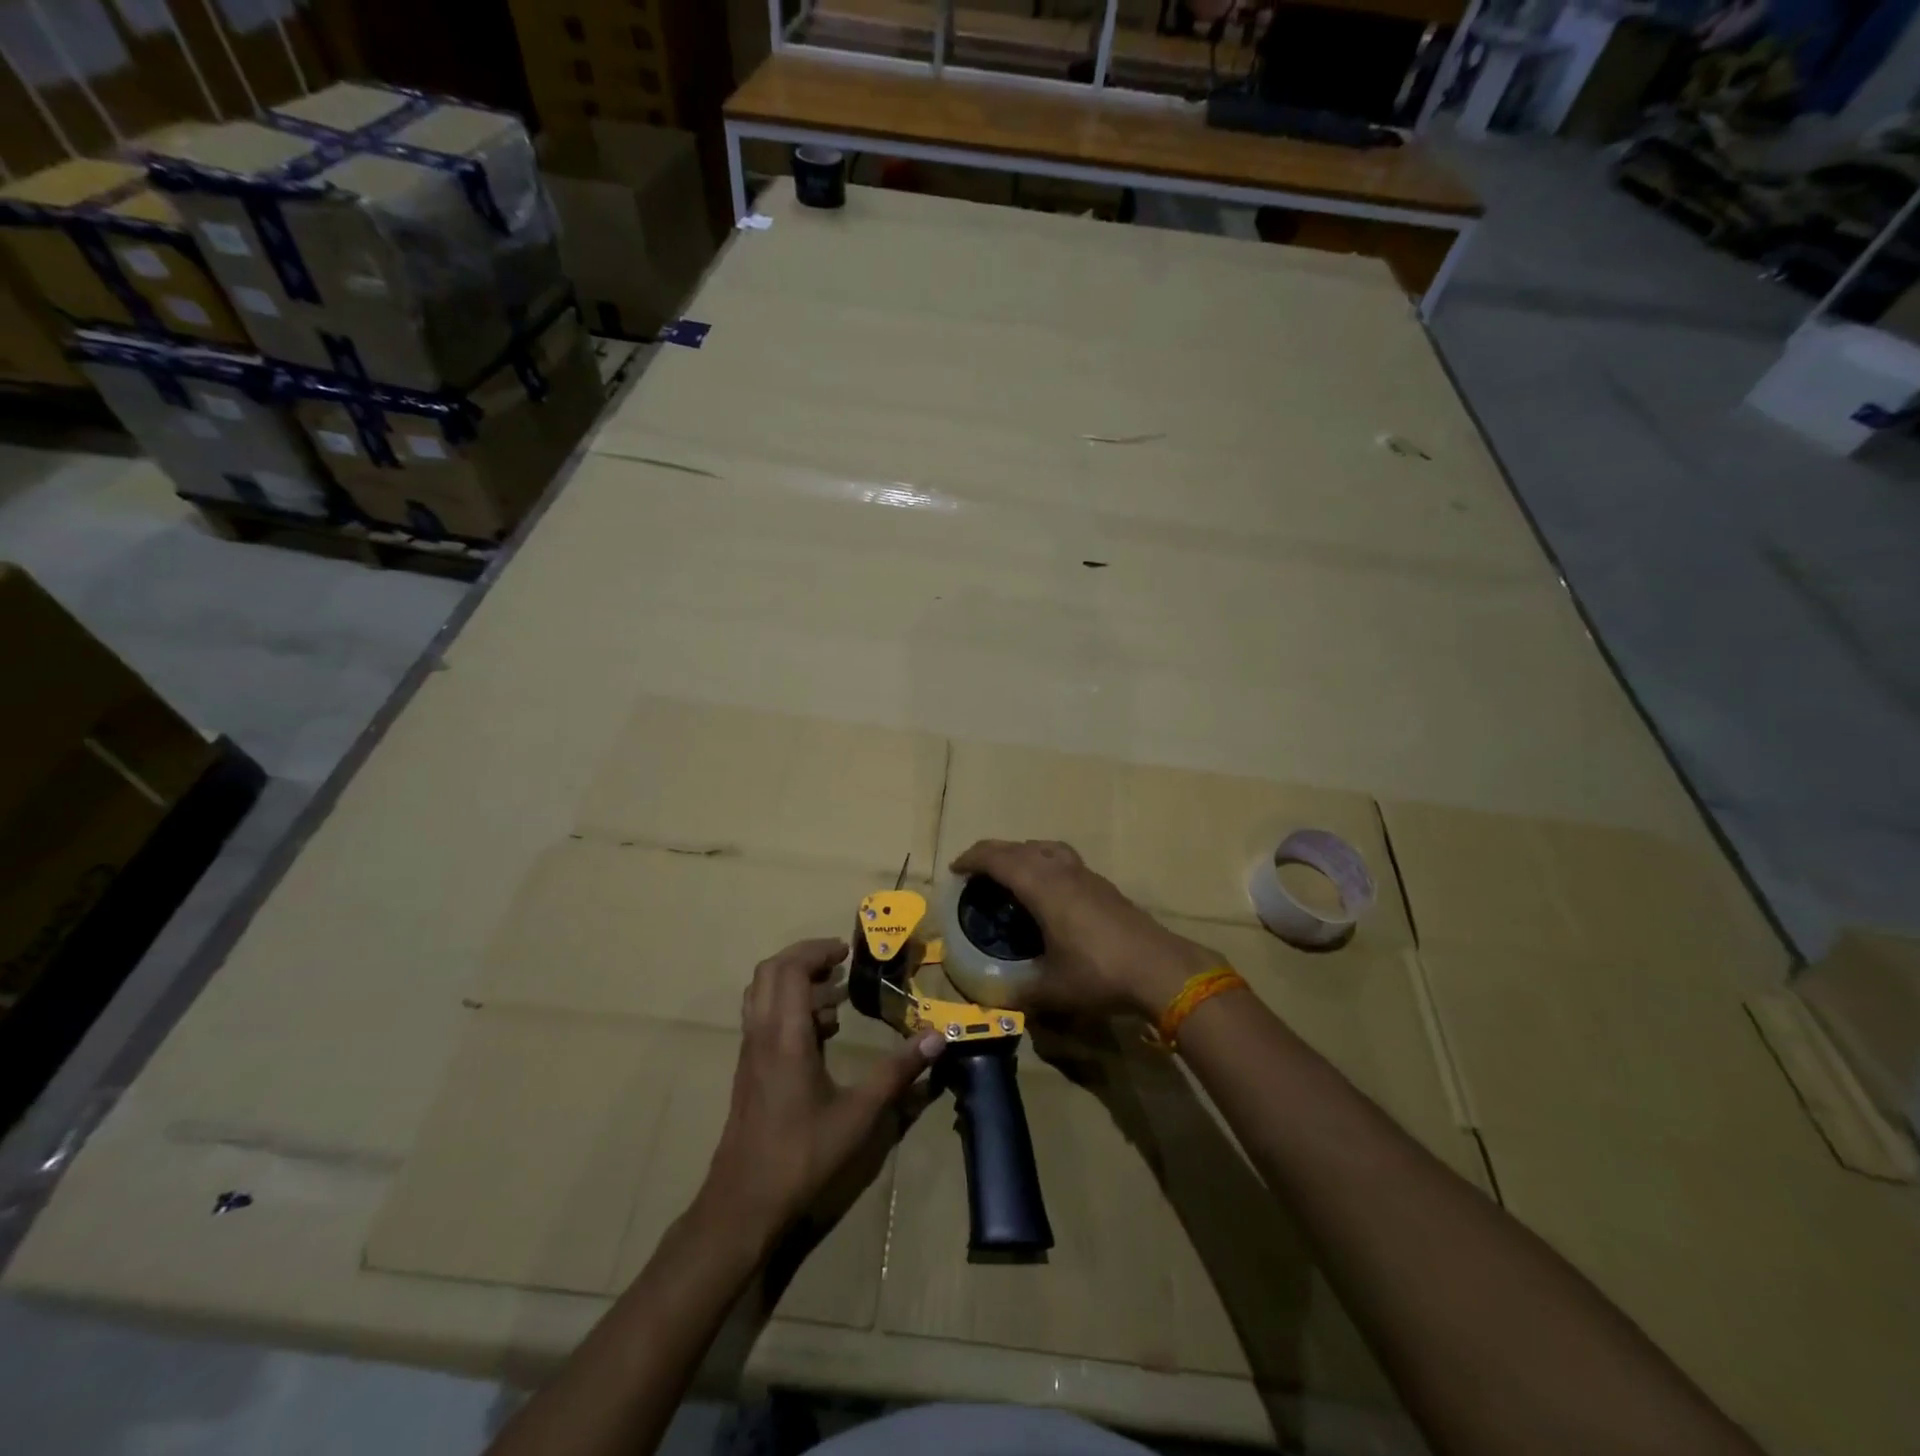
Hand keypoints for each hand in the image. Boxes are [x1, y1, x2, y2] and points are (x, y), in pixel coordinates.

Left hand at [700, 938, 944, 1250]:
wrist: (743, 1203)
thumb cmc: (801, 1155)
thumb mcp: (858, 1114)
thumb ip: (897, 1072)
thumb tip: (937, 1038)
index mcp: (784, 1036)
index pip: (789, 969)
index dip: (816, 950)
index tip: (846, 950)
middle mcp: (761, 1035)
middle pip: (770, 973)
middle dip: (804, 958)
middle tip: (839, 964)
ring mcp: (750, 1052)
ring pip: (762, 994)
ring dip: (794, 982)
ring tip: (835, 997)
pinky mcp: (749, 1069)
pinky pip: (763, 1017)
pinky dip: (788, 1007)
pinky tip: (820, 1034)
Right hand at [949, 840, 1216, 1018]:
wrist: (1160, 969)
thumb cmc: (1099, 974)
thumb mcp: (1052, 990)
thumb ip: (1020, 992)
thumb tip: (995, 999)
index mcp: (1042, 887)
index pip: (999, 859)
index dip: (973, 859)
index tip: (955, 869)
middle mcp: (1061, 872)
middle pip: (1020, 848)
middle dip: (993, 852)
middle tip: (975, 870)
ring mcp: (1086, 875)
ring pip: (1046, 848)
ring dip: (1022, 852)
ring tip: (1011, 872)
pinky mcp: (1104, 885)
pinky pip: (1063, 859)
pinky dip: (1044, 862)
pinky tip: (1049, 889)